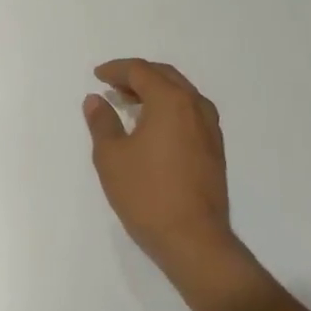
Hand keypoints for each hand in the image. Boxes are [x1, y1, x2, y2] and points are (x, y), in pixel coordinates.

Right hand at [84, 59, 235, 276]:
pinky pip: (190, 113)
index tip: (98, 76)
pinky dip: (169, 109)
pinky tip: (153, 128)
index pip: (141, 71)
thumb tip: (96, 100)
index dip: (116, 69)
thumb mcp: (112, 156)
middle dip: (137, 76)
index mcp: (171, 101)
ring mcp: (210, 129)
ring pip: (181, 94)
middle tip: (113, 85)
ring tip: (130, 104)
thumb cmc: (147, 194)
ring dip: (155, 92)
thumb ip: (102, 122)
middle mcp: (195, 107)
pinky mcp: (215, 150)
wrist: (194, 240)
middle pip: (165, 77)